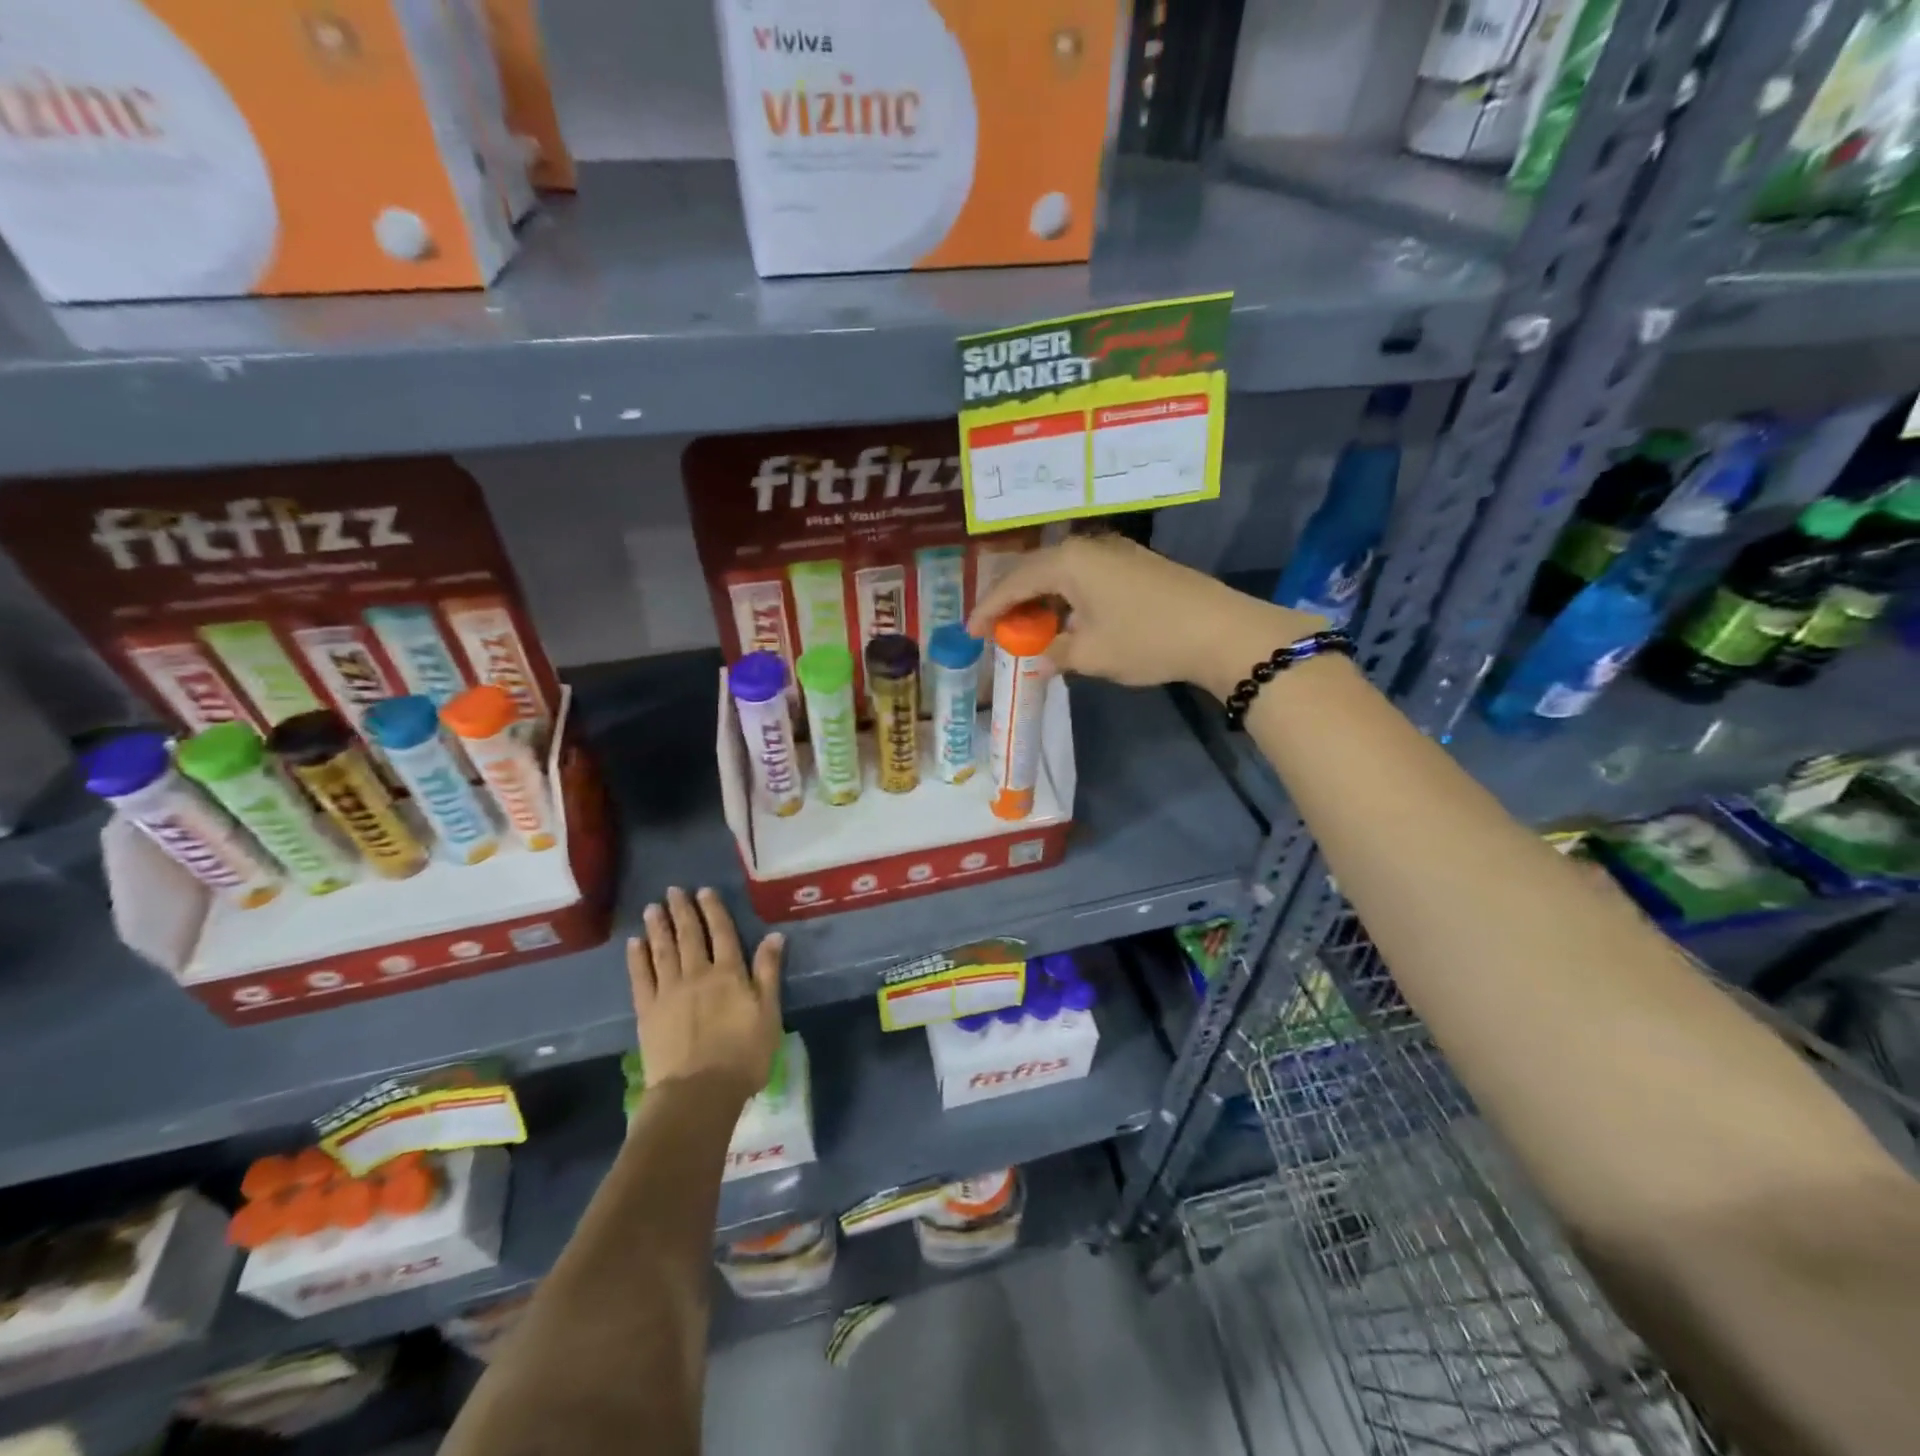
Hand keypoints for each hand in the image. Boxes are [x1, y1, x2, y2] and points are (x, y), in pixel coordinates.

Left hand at [627, 886, 782, 1102]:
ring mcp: (669, 991)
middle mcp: (697, 974)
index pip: (722, 933)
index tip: (705, 891)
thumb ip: (769, 972)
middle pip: (690, 936)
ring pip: (663, 950)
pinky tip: (634, 943)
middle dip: (682, 911)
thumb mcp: (769, 1013)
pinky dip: (637, 958)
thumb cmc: (743, 1055)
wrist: (698, 1092)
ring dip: (658, 927)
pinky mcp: (647, 1011)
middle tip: (674, 890)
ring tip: (652, 907)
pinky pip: (641, 977)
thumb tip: (774, 935)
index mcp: (729, 974)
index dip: (713, 910)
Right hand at [965, 533, 1327, 700]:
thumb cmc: (1146, 640)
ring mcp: (1114, 552)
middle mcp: (1087, 547)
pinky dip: (1067, 599)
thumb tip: (1042, 653)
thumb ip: (1053, 652)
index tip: (971, 633)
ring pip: (1061, 574)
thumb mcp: (1090, 654)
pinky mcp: (1134, 564)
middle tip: (995, 630)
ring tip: (1027, 629)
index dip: (988, 609)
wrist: (1219, 631)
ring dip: (1041, 601)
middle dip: (1012, 602)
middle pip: (1035, 571)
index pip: (1013, 583)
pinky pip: (1084, 578)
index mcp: (1067, 561)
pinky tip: (1066, 621)